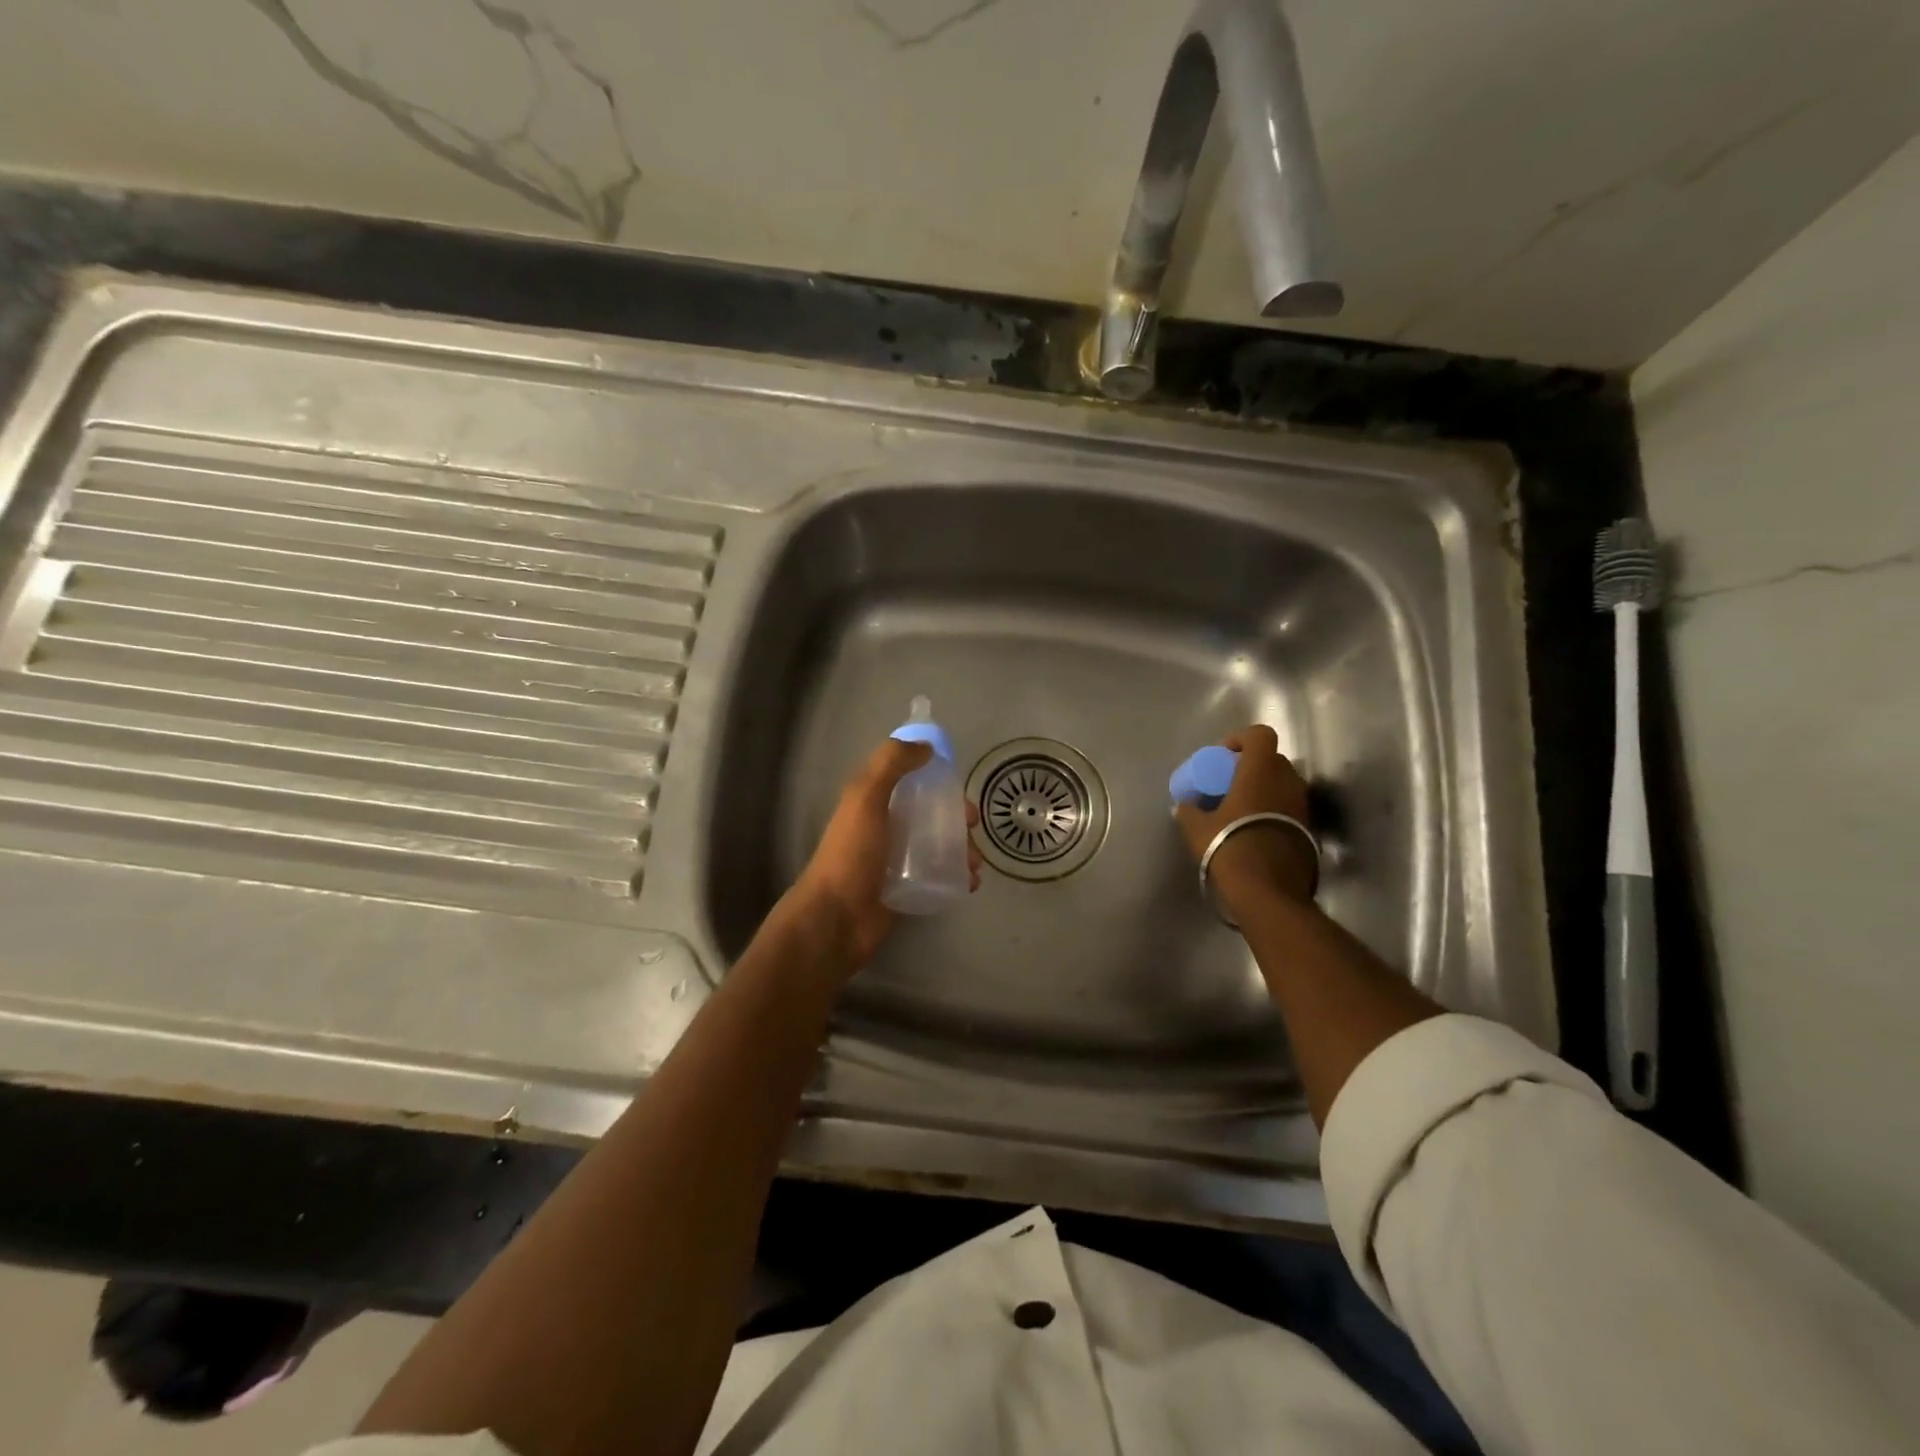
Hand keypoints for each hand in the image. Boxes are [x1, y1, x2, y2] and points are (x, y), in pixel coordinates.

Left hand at [784, 739, 982, 975]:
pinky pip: (938, 876)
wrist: (836, 920)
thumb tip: (925, 747)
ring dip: (962, 849)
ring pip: (938, 846)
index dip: (936, 778)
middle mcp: (885, 828)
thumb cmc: (851, 855)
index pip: (910, 781)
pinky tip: (969, 883)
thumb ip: (890, 765)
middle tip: (973, 828)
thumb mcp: (865, 798)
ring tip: (974, 864)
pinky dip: (957, 876)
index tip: (959, 787)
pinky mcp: (907, 890)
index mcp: (873, 802)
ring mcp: (896, 862)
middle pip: (930, 814)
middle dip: (957, 817)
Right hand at [1174, 725, 1315, 921]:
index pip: (1260, 735)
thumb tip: (1184, 806)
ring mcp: (1302, 806)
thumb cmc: (1229, 847)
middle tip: (1229, 784)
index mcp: (1261, 771)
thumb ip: (1188, 811)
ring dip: (1264, 789)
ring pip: (1283, 784)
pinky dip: (1274, 811)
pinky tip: (1254, 830)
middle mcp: (1288, 781)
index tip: (1223, 757)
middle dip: (1251, 767)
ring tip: (1241, 809)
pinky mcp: (1309, 830)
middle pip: (1272, 759)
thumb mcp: (1197, 828)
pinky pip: (1289, 808)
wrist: (1268, 892)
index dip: (1241, 739)